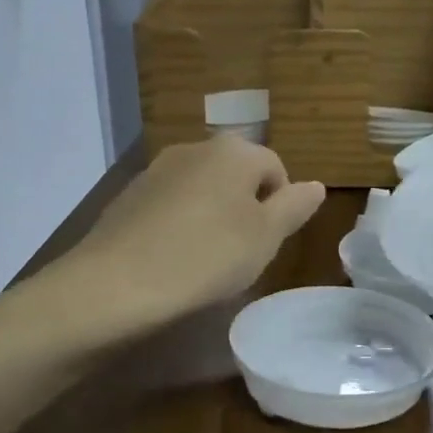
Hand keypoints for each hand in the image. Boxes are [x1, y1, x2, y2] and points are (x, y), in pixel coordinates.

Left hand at [57, 135, 325, 334]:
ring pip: (203, 190)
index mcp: (235, 151)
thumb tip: (316, 185)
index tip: (268, 243)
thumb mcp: (266, 237)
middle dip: (245, 209)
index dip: (280, 207)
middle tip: (242, 252)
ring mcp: (157, 170)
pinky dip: (180, 226)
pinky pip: (170, 206)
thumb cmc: (207, 257)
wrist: (116, 284)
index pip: (276, 169)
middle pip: (237, 176)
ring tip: (206, 259)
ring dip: (212, 217)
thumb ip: (295, 207)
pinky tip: (173, 259)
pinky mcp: (128, 196)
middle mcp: (195, 148)